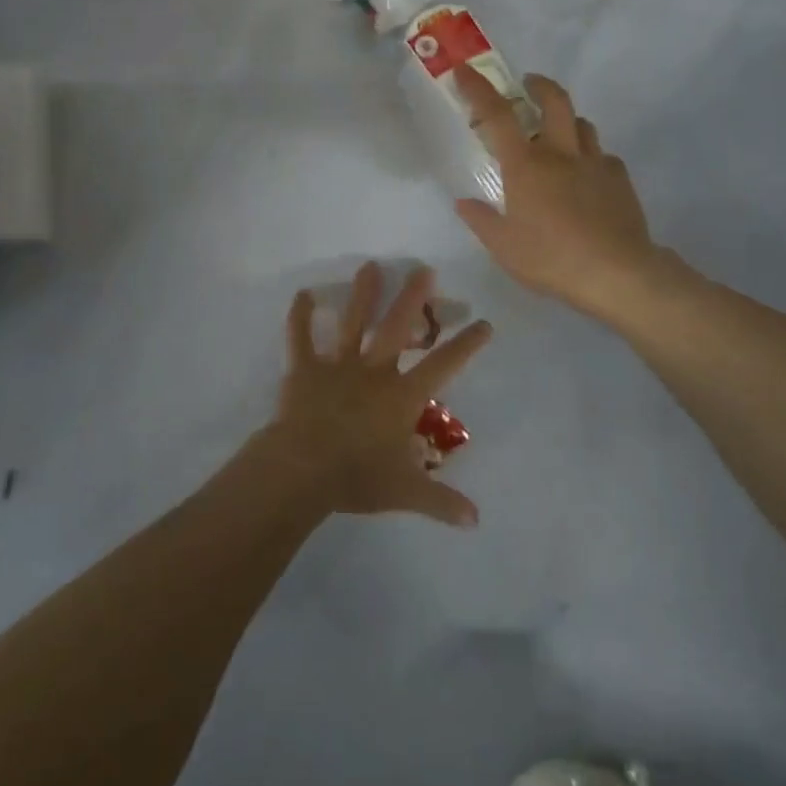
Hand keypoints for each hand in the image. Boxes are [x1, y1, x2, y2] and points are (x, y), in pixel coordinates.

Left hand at [258, 262, 490, 528]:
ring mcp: (337, 366)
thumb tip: (475, 520)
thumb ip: (440, 501)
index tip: (484, 322)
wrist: (303, 470)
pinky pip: (300, 338)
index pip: (443, 365)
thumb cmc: (357, 477)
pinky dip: (300, 316)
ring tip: (371, 265)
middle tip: (424, 270)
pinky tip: (302, 293)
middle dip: (413, 298)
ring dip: (363, 294)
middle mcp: (374, 371)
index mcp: (401, 396)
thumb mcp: (405, 491)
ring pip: (353, 323)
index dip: (466, 344)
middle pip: (398, 328)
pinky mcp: (304, 369)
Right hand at [453, 66, 671, 320]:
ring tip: (557, 135)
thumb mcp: (503, 247)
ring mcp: (595, 163)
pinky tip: (587, 177)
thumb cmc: (551, 258)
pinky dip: (590, 157)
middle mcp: (561, 153)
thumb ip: (481, 220)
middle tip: (528, 85)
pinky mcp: (620, 179)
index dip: (478, 89)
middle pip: (554, 101)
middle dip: (538, 85)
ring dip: (566, 120)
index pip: (497, 115)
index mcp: (526, 165)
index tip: (464, 71)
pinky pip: (603, 156)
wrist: (617, 273)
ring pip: (582, 124)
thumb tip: (464, 203)